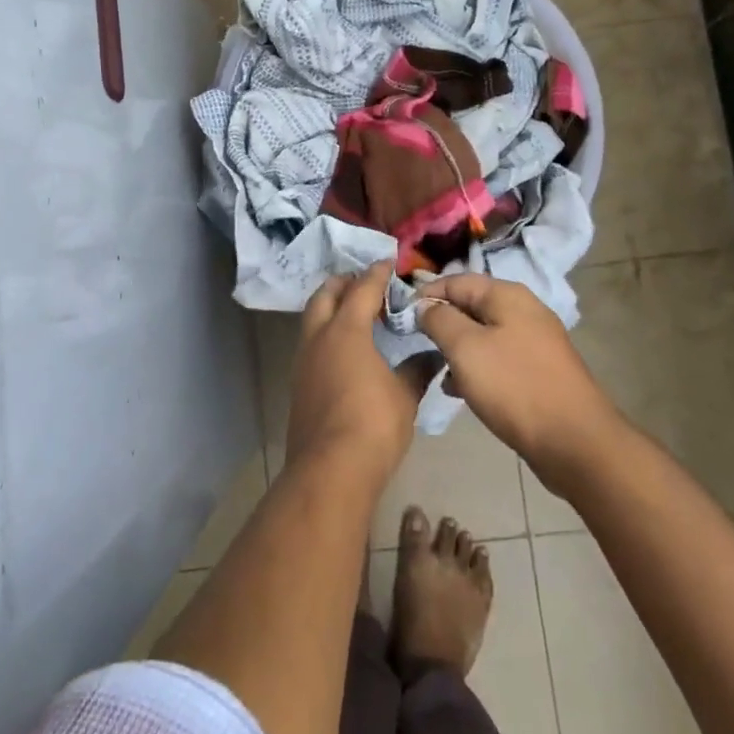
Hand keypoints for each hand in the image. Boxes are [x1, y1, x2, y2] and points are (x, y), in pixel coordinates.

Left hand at [285, 264, 418, 482]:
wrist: (330, 470)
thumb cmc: (373, 424)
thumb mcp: (405, 395)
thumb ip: (418, 369)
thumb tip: (435, 354)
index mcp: (346, 331)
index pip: (362, 289)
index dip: (376, 274)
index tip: (388, 263)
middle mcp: (319, 338)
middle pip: (325, 295)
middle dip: (344, 283)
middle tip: (365, 283)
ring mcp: (303, 361)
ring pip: (312, 319)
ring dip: (330, 308)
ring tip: (355, 313)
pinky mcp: (298, 385)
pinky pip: (311, 344)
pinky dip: (326, 334)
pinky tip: (345, 350)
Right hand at [415, 275, 619, 481]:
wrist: (575, 442)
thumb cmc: (514, 386)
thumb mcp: (465, 348)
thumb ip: (439, 320)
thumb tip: (425, 305)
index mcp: (507, 295)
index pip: (455, 281)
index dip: (425, 296)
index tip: (401, 320)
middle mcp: (523, 310)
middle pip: (470, 306)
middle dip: (442, 324)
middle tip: (418, 347)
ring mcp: (534, 341)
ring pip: (482, 335)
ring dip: (457, 350)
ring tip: (439, 372)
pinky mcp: (538, 370)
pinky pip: (498, 359)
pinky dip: (477, 369)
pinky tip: (462, 391)